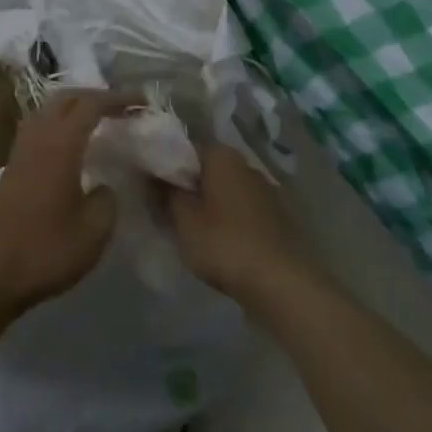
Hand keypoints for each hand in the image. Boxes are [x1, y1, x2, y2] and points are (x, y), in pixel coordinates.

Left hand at [0, 91, 125, 321]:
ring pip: (47, 112)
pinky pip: (38, 130)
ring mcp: (20, 152)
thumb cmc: (44, 250)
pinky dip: (58, 126)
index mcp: (60, 144)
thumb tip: (103, 187)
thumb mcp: (93, 232)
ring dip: (73, 109)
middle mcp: (38, 138)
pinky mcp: (10, 169)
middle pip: (66, 99)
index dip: (118, 98)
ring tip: (97, 122)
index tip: (142, 102)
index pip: (91, 104)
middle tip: (121, 108)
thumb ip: (107, 200)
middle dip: (95, 96)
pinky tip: (70, 149)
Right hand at [166, 142, 314, 304]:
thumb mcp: (183, 220)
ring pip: (224, 190)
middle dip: (187, 186)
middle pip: (205, 169)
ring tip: (188, 229)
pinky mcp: (276, 217)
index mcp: (221, 155)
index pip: (184, 148)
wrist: (282, 283)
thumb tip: (153, 174)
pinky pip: (241, 209)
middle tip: (164, 209)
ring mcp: (264, 190)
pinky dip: (227, 219)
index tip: (149, 185)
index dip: (164, 165)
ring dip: (207, 204)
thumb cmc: (225, 244)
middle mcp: (245, 164)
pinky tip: (217, 241)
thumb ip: (165, 193)